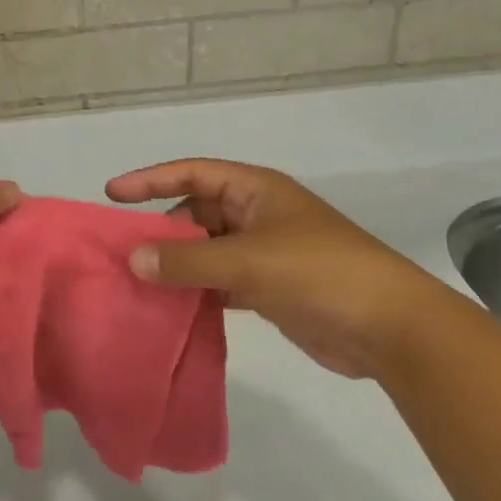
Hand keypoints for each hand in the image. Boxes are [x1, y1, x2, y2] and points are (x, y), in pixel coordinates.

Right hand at [105, 159, 460, 379]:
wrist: (389, 328)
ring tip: (136, 282)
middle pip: (195, 212)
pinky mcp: (268, 288)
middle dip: (162, 229)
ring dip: (178, 264)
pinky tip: (171, 308)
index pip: (192, 172)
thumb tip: (133, 258)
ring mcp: (263, 252)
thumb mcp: (249, 261)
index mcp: (255, 190)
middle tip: (122, 253)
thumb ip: (189, 259)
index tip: (111, 194)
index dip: (151, 179)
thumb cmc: (320, 272)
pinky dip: (197, 291)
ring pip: (206, 250)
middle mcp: (256, 214)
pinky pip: (219, 281)